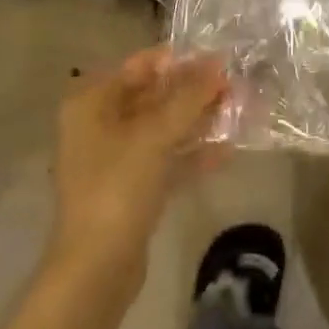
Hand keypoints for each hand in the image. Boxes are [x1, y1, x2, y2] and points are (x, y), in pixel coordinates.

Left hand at [47, 47, 226, 292]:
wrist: (96, 271)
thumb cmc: (117, 188)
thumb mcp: (155, 135)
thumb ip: (189, 96)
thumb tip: (218, 63)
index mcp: (92, 103)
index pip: (139, 66)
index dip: (178, 60)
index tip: (217, 57)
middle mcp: (99, 125)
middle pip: (152, 96)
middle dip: (191, 90)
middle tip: (233, 83)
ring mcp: (115, 160)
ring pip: (162, 129)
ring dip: (196, 120)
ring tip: (236, 109)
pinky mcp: (131, 190)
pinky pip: (165, 160)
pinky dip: (192, 154)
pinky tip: (227, 150)